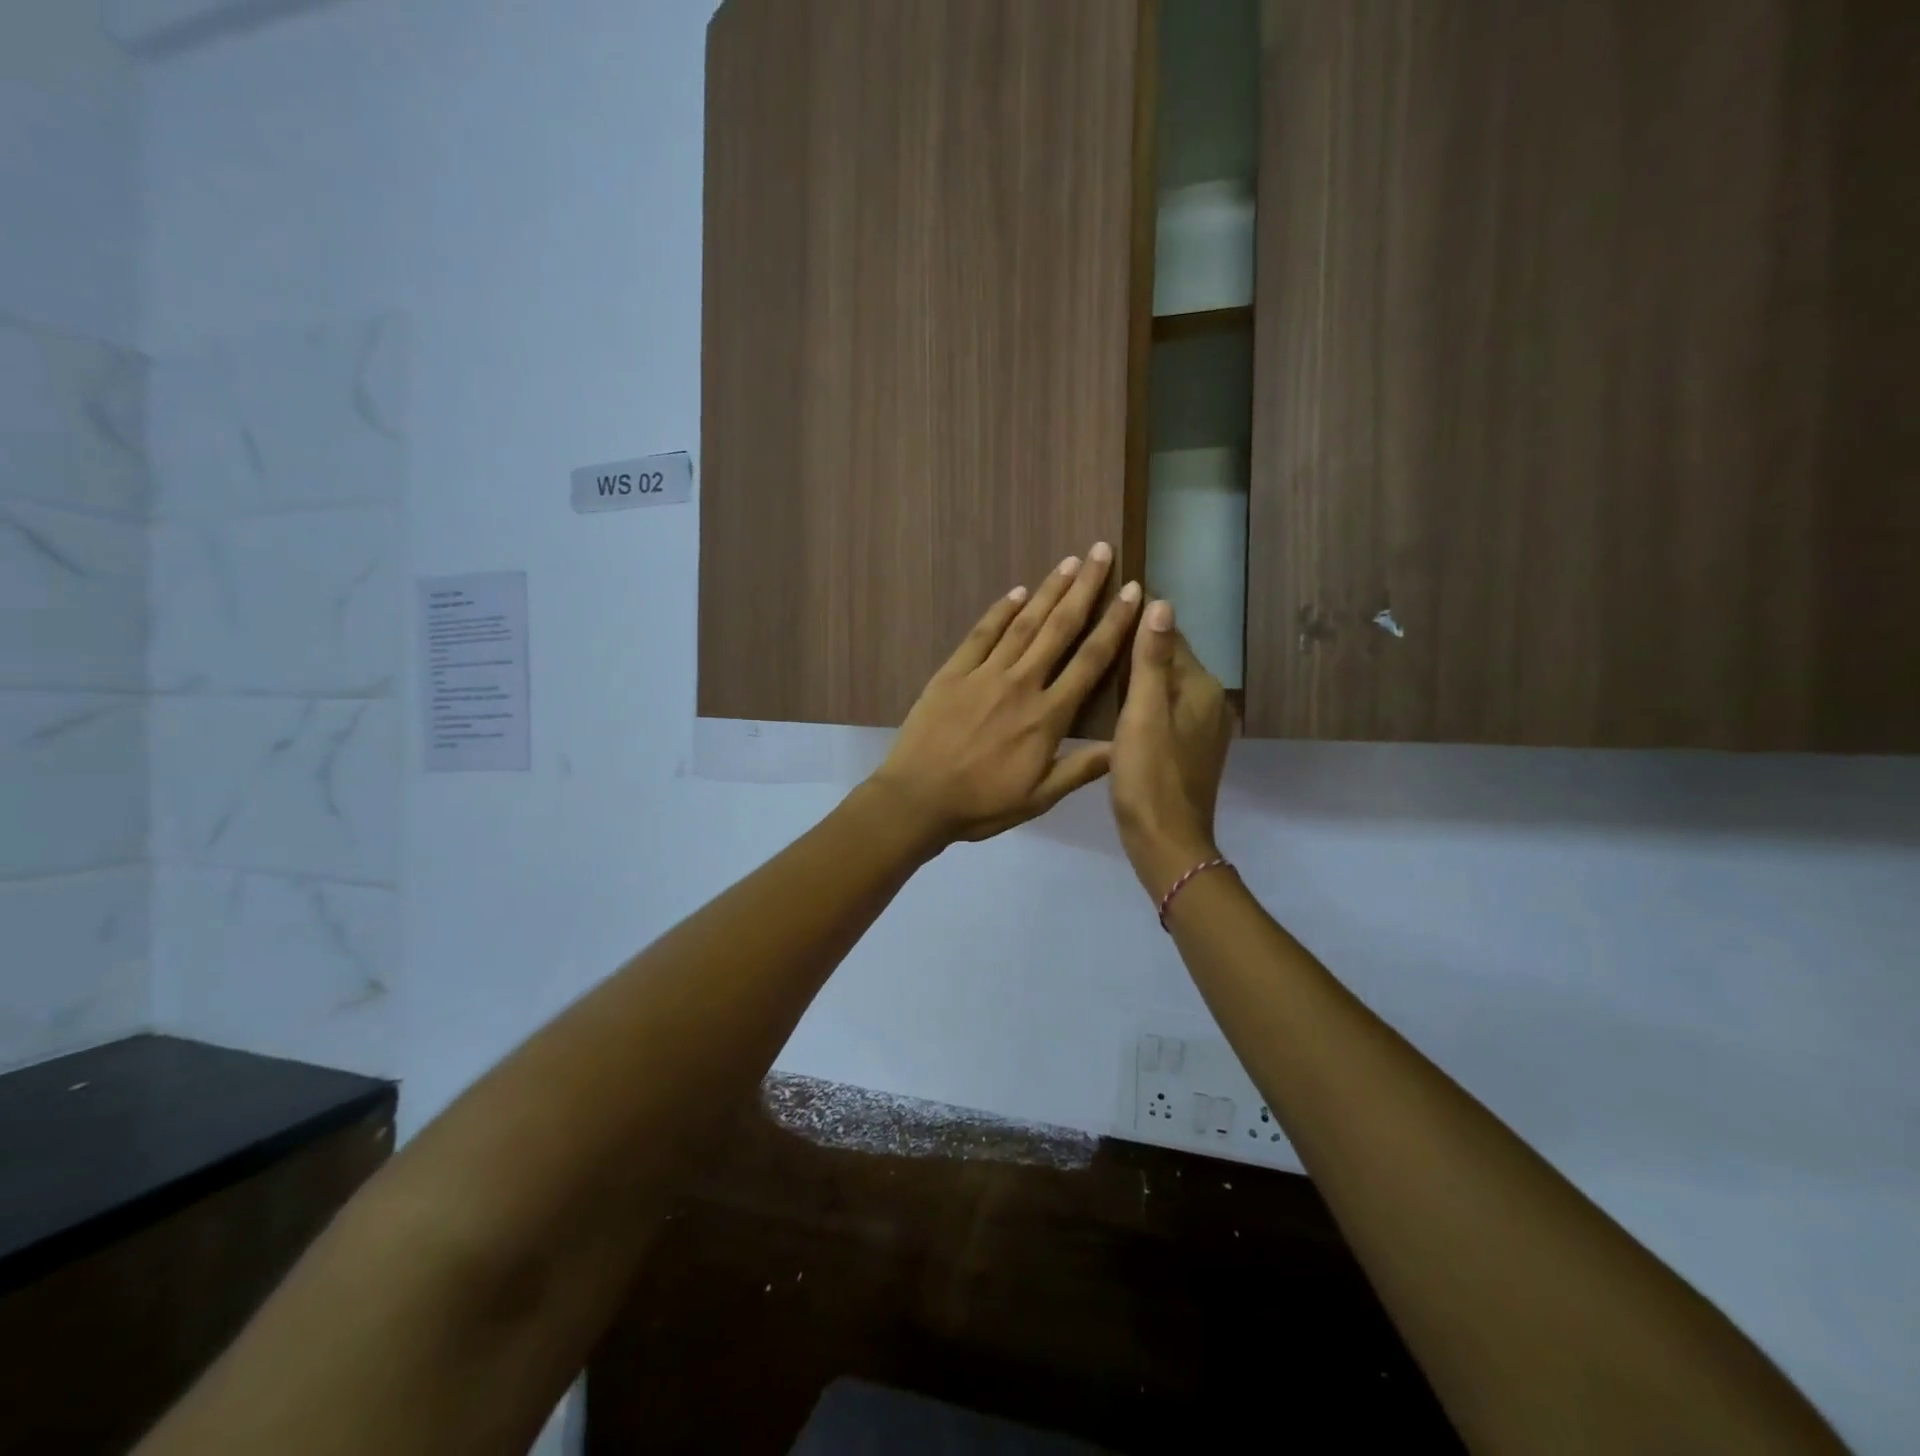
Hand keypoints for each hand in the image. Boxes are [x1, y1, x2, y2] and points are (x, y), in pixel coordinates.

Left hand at [868, 543, 1142, 847]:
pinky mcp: (952, 673)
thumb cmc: (981, 804)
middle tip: (1102, 552)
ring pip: (1023, 624)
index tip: (1133, 592)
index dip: (1114, 624)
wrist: (917, 800)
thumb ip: (1081, 769)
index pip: (1090, 661)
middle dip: (1084, 589)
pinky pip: (981, 634)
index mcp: (1047, 717)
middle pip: (1059, 629)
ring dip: (1048, 590)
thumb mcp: (1038, 799)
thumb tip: (1125, 746)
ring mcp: (984, 674)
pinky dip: (1000, 611)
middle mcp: (1021, 684)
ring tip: (1070, 561)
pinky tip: (1017, 592)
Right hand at [1110, 600, 1234, 897]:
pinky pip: (1164, 712)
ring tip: (1096, 666)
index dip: (1137, 620)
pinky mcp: (1190, 750)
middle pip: (1168, 662)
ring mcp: (1202, 729)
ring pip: (1165, 688)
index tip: (1103, 605)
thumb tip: (1160, 602)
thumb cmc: (1149, 776)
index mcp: (1201, 688)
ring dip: (1138, 676)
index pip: (1170, 636)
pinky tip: (1114, 707)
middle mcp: (1210, 702)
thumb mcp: (1143, 713)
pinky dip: (1143, 702)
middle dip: (1136, 648)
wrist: (1165, 842)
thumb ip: (1151, 659)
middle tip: (1091, 635)